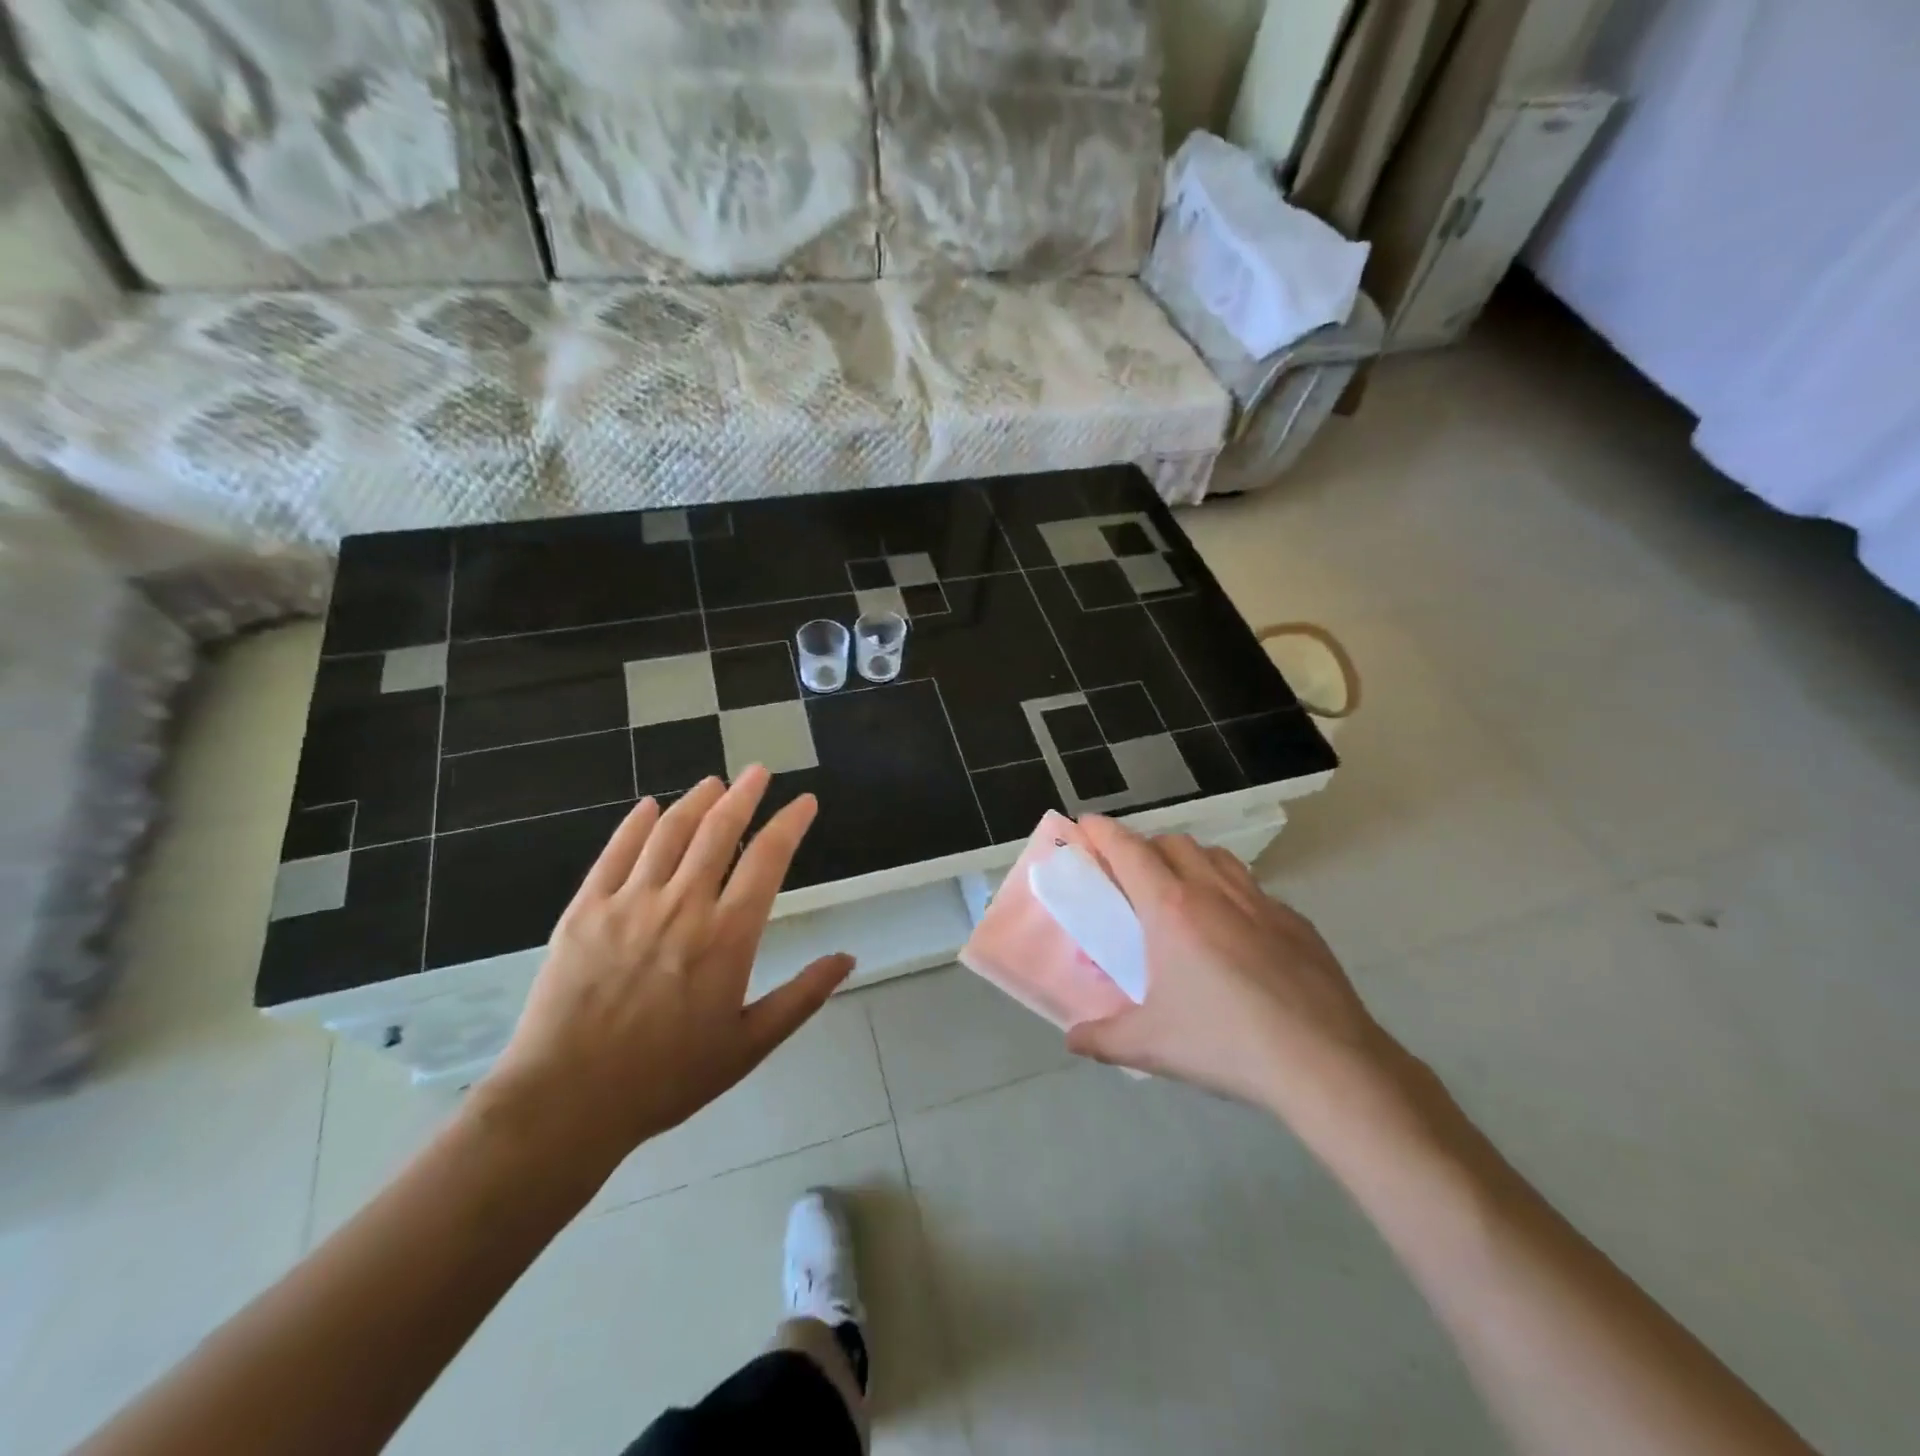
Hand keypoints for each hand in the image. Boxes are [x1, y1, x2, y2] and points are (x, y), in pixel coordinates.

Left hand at [477, 768, 852, 1175]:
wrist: (566, 1102)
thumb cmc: (666, 1078)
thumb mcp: (748, 1046)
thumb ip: (801, 996)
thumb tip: (848, 958)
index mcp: (728, 936)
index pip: (768, 859)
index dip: (790, 823)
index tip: (804, 802)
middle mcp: (683, 905)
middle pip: (719, 830)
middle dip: (744, 794)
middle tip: (758, 772)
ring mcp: (629, 902)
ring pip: (669, 832)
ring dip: (696, 801)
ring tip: (714, 783)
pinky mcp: (585, 910)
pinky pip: (615, 852)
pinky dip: (635, 823)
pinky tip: (647, 807)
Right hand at [1066, 818, 1419, 1141]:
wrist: (1326, 1063)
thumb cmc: (1226, 1044)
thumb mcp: (1151, 1046)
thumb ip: (1102, 1038)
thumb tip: (1073, 1039)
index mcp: (1171, 909)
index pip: (1127, 850)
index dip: (1102, 831)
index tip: (1085, 825)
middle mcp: (1213, 891)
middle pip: (1171, 842)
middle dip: (1144, 847)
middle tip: (1129, 877)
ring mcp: (1260, 902)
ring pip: (1215, 856)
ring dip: (1189, 860)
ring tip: (1180, 892)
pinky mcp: (1295, 921)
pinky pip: (1252, 888)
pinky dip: (1230, 891)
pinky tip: (1234, 931)